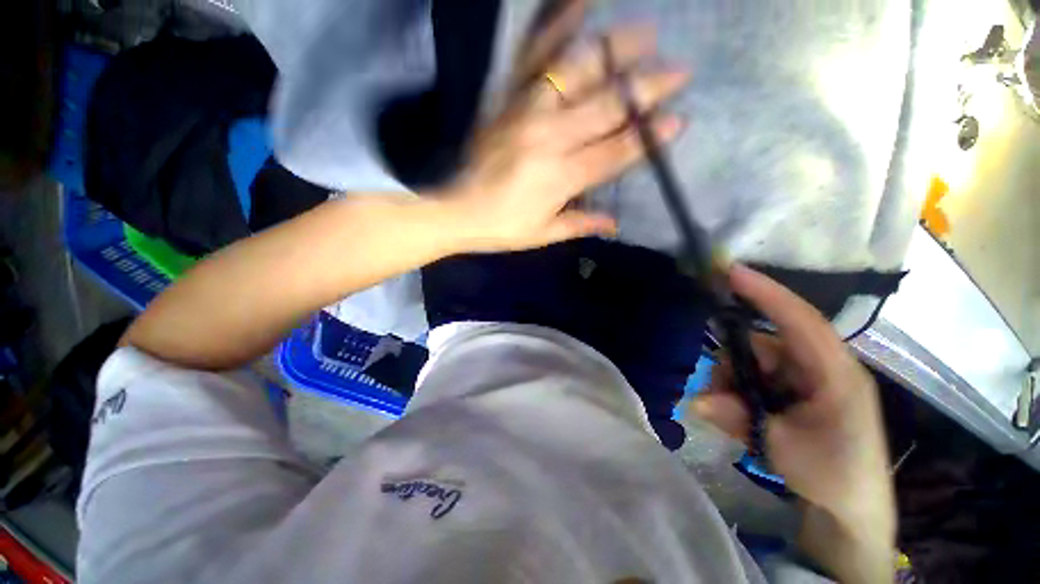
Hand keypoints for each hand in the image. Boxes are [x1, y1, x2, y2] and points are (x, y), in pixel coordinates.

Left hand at [439, 9, 689, 251]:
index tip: (678, 119)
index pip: (614, 153)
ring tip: (644, 32)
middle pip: (606, 109)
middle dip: (645, 89)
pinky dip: (555, 28)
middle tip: (679, 70)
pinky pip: (532, 58)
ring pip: (577, 74)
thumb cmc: (502, 228)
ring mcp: (526, 113)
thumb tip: (615, 224)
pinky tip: (579, 5)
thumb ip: (580, 224)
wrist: (456, 211)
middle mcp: (550, 139)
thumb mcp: (543, 234)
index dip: (647, 138)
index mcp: (561, 177)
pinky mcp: (507, 102)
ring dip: (613, 51)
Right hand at [693, 265, 894, 538]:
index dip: (765, 293)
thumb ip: (739, 419)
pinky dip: (738, 391)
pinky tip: (737, 415)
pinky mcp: (792, 388)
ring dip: (732, 383)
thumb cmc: (834, 475)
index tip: (730, 271)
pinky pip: (755, 377)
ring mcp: (805, 376)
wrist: (851, 507)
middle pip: (762, 344)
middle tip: (713, 393)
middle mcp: (819, 365)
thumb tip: (695, 400)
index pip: (799, 319)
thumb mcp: (785, 449)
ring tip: (728, 415)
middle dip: (731, 364)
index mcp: (835, 372)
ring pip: (753, 361)